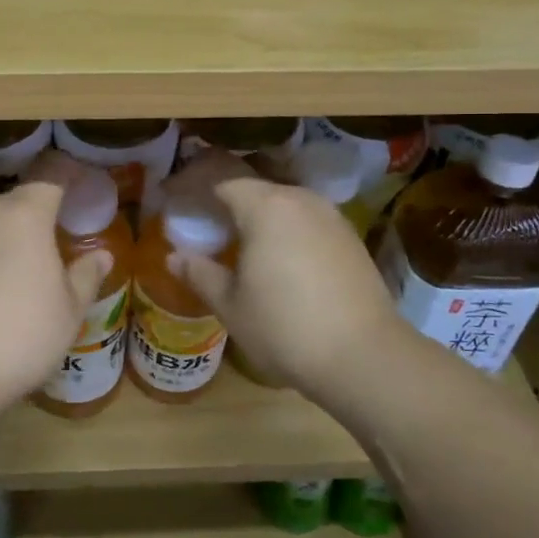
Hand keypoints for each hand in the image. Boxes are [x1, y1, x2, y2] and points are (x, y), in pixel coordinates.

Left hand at [0, 182, 111, 408]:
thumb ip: (86, 276)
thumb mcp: (68, 312)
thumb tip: (102, 255)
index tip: (80, 190)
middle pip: (16, 202)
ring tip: (15, 274)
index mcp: (25, 214)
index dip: (68, 180)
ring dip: (3, 239)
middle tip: (51, 245)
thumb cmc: (18, 335)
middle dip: (35, 217)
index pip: (51, 179)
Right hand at [173, 178, 404, 394]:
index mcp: (265, 206)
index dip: (192, 183)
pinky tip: (278, 257)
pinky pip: (306, 220)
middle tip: (202, 219)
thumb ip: (200, 273)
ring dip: (257, 213)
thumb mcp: (231, 305)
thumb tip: (174, 256)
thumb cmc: (285, 328)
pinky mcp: (351, 238)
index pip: (220, 179)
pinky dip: (285, 228)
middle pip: (254, 186)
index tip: (172, 195)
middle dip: (224, 197)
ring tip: (237, 238)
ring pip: (283, 202)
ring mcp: (331, 217)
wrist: (366, 357)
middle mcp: (300, 199)